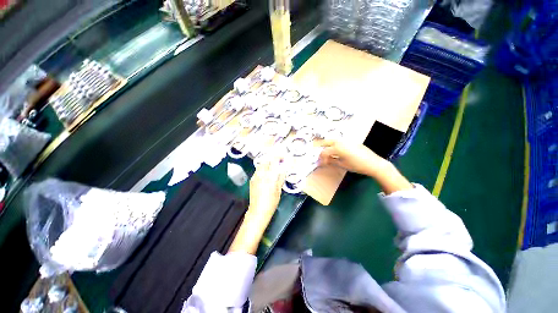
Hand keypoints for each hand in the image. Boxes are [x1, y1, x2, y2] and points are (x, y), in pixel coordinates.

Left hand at [248, 156, 285, 217]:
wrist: (258, 211)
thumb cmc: (271, 202)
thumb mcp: (279, 190)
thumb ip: (281, 177)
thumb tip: (284, 169)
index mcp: (270, 176)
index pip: (274, 160)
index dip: (279, 156)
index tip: (283, 157)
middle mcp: (261, 174)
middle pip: (266, 160)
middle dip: (272, 159)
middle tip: (278, 162)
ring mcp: (255, 176)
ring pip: (261, 165)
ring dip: (267, 163)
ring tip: (273, 167)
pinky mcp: (252, 180)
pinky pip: (258, 170)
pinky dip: (263, 169)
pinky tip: (266, 174)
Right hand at [317, 140, 412, 193]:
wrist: (374, 163)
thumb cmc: (357, 165)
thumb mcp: (342, 164)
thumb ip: (331, 161)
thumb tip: (324, 161)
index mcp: (337, 147)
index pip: (324, 152)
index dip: (321, 158)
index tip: (321, 163)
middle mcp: (340, 141)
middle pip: (326, 142)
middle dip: (321, 147)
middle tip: (319, 154)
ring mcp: (346, 140)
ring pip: (333, 141)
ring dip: (328, 146)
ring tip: (327, 153)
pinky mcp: (351, 141)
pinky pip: (340, 142)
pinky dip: (335, 145)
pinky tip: (336, 151)